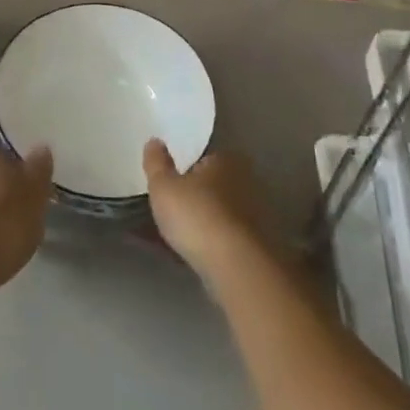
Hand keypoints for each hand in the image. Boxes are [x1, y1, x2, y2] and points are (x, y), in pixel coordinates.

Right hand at [143, 140, 271, 281]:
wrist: (236, 268)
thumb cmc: (197, 216)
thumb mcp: (163, 186)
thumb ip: (156, 162)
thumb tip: (155, 141)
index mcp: (226, 160)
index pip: (203, 157)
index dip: (184, 168)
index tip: (169, 181)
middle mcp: (245, 183)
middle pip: (212, 186)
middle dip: (193, 195)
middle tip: (167, 208)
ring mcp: (253, 217)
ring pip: (216, 215)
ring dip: (198, 223)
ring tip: (170, 236)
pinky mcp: (255, 248)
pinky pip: (220, 240)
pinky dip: (204, 244)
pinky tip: (184, 255)